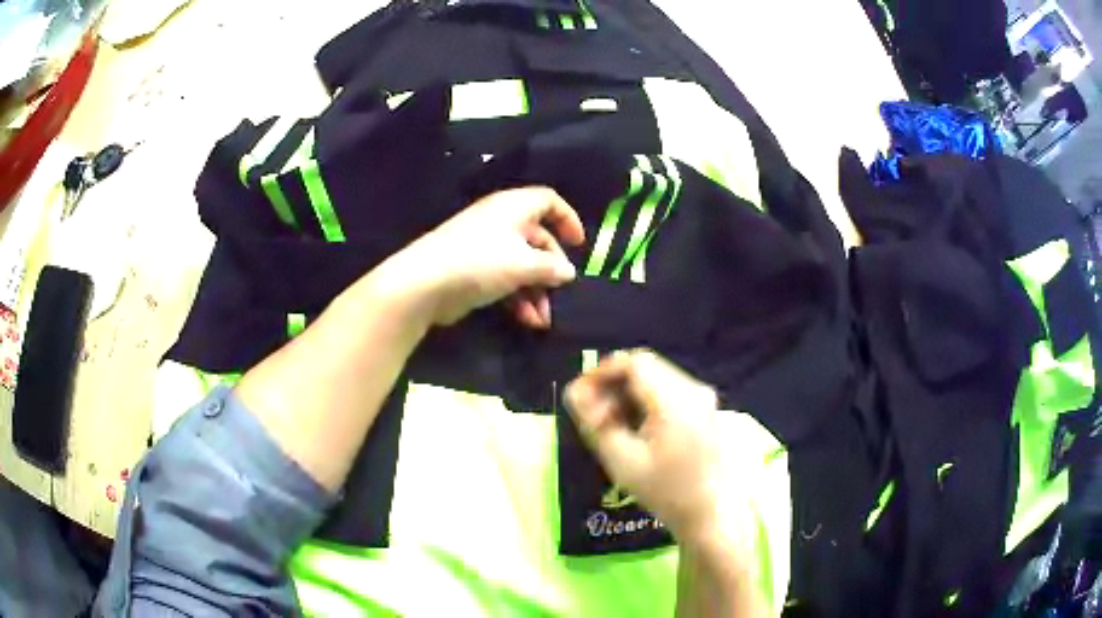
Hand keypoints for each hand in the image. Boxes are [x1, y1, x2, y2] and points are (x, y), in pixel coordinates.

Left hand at [379, 187, 584, 327]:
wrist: (425, 283)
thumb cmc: (480, 262)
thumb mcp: (524, 264)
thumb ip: (552, 268)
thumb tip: (569, 272)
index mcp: (513, 207)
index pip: (548, 200)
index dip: (568, 218)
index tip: (580, 245)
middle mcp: (500, 222)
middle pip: (537, 238)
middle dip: (551, 268)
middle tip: (560, 290)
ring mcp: (485, 247)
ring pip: (522, 264)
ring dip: (536, 291)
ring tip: (544, 319)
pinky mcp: (474, 270)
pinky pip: (505, 279)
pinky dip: (518, 298)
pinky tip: (527, 321)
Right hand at [565, 350, 735, 540]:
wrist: (708, 514)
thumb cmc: (664, 492)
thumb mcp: (621, 460)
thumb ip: (594, 422)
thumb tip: (573, 391)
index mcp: (676, 400)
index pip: (634, 363)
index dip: (601, 372)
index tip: (580, 394)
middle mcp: (694, 389)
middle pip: (645, 366)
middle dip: (613, 383)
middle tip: (593, 414)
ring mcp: (702, 397)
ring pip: (655, 376)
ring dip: (627, 392)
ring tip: (610, 424)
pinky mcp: (704, 407)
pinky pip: (667, 388)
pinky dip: (644, 399)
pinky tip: (633, 426)